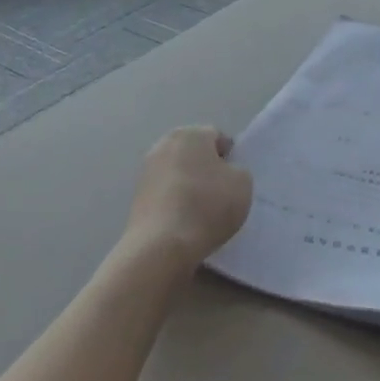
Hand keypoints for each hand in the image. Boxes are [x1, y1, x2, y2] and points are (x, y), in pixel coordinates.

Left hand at [125, 126, 252, 267]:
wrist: (161, 246)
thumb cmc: (207, 206)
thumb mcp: (243, 184)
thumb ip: (237, 171)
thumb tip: (225, 174)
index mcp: (191, 134)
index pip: (217, 138)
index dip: (230, 157)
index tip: (234, 181)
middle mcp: (164, 144)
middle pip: (195, 153)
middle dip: (207, 169)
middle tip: (221, 194)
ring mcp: (146, 171)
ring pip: (179, 173)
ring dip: (190, 185)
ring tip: (202, 211)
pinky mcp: (136, 197)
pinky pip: (166, 193)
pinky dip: (175, 202)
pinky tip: (184, 222)